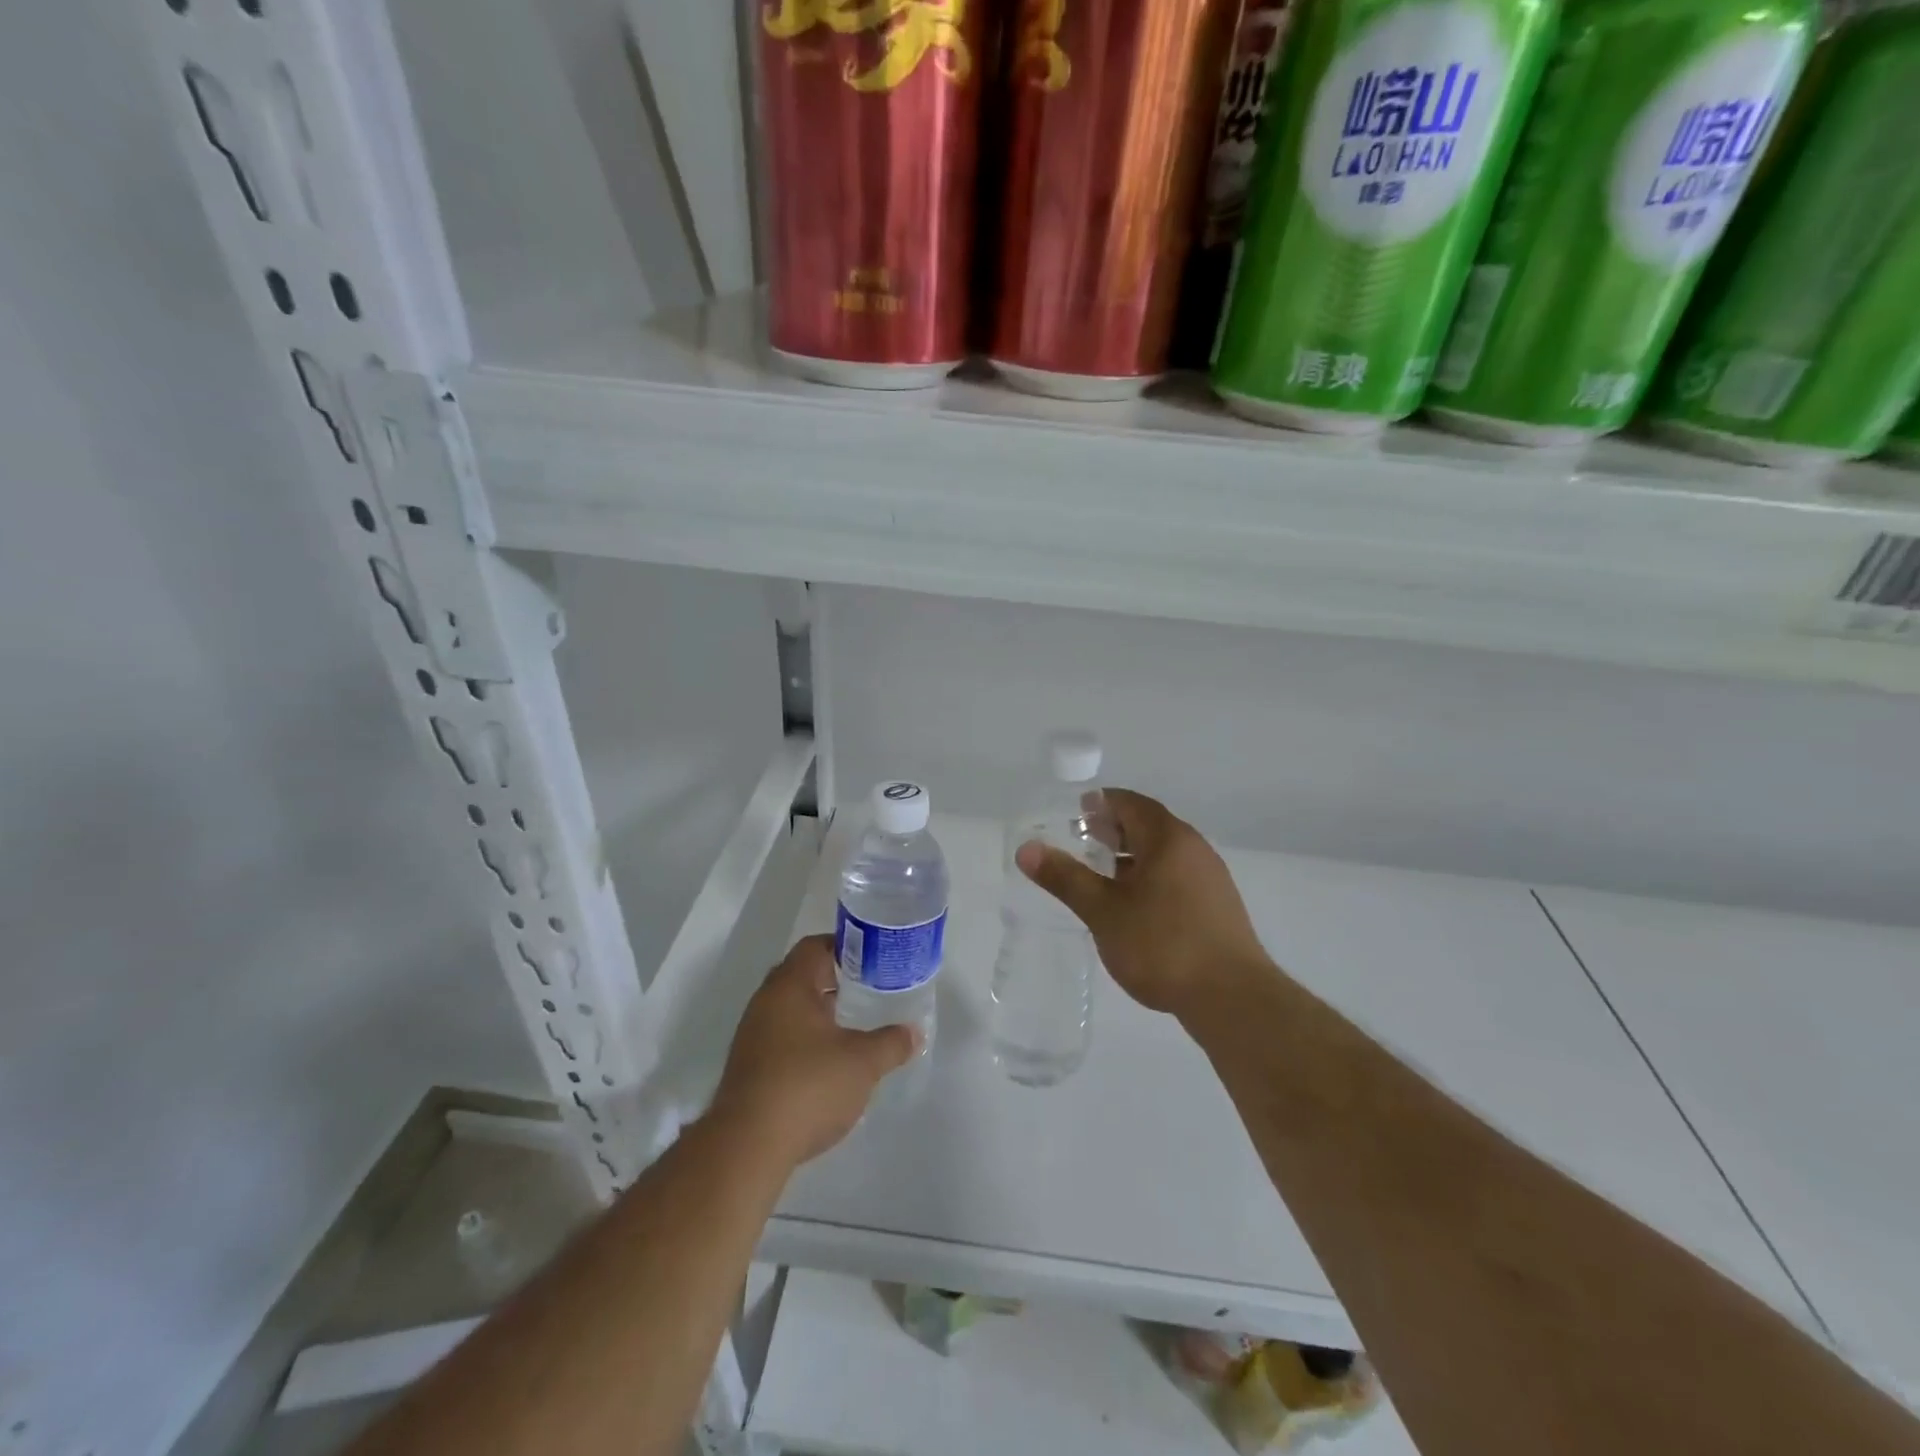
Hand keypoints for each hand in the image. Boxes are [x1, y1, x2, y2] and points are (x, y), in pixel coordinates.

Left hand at [710, 935, 916, 1166]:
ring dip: (819, 1012)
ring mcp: (752, 1035)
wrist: (747, 1146)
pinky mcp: (748, 1067)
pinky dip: (805, 1039)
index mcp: (790, 986)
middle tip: (867, 989)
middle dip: (834, 980)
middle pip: (801, 975)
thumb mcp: (863, 1063)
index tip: (871, 959)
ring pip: (790, 1008)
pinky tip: (828, 1062)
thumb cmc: (808, 1086)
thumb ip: (891, 1043)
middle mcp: (766, 1002)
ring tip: (853, 1025)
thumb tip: (914, 1033)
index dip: (844, 947)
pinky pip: (781, 1037)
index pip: (815, 946)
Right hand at [1016, 789, 1275, 1018]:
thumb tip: (1026, 849)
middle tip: (1082, 841)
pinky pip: (1177, 877)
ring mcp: (1211, 878)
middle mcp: (1194, 849)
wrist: (1232, 998)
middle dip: (1115, 829)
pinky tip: (1134, 906)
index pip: (1131, 803)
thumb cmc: (1162, 945)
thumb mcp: (1103, 911)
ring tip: (1101, 875)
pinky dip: (1150, 877)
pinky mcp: (1218, 907)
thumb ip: (1065, 877)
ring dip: (1132, 856)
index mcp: (1168, 838)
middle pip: (1149, 826)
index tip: (1076, 813)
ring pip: (1164, 854)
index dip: (1102, 804)